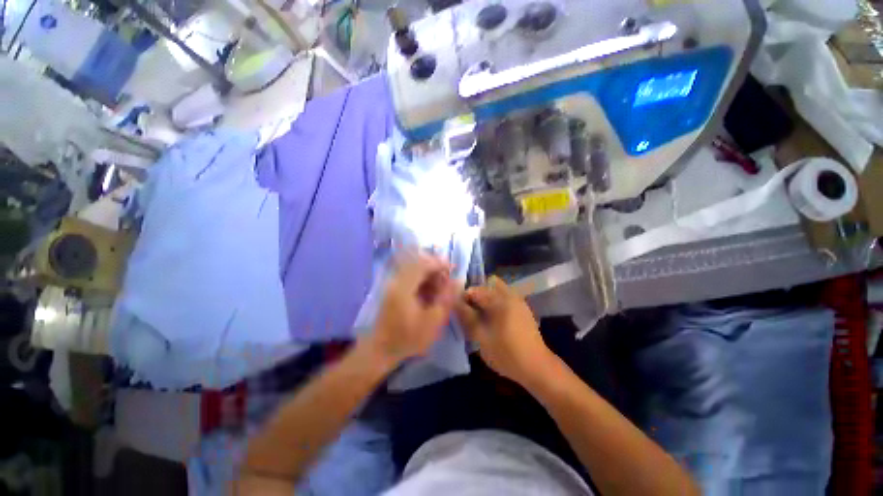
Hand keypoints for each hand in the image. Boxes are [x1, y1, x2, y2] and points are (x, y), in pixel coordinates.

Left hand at [365, 251, 457, 367]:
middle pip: (418, 263)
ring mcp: (393, 284)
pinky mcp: (394, 290)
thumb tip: (457, 280)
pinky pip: (411, 277)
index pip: (423, 264)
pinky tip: (431, 292)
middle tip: (448, 279)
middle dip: (436, 268)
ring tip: (441, 287)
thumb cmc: (409, 338)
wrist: (382, 350)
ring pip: (415, 269)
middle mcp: (397, 281)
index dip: (440, 263)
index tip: (453, 269)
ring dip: (430, 274)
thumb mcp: (433, 321)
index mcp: (404, 287)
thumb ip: (447, 298)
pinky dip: (423, 281)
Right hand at [455, 276, 557, 385]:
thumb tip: (455, 303)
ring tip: (481, 315)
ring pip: (498, 289)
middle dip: (477, 293)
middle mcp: (510, 295)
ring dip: (487, 297)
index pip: (475, 290)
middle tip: (471, 310)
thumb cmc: (507, 354)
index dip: (464, 297)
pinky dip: (496, 302)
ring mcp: (519, 301)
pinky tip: (493, 319)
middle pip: (489, 283)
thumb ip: (467, 317)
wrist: (537, 367)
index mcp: (500, 300)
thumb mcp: (481, 337)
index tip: (459, 310)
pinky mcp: (523, 308)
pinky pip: (505, 297)